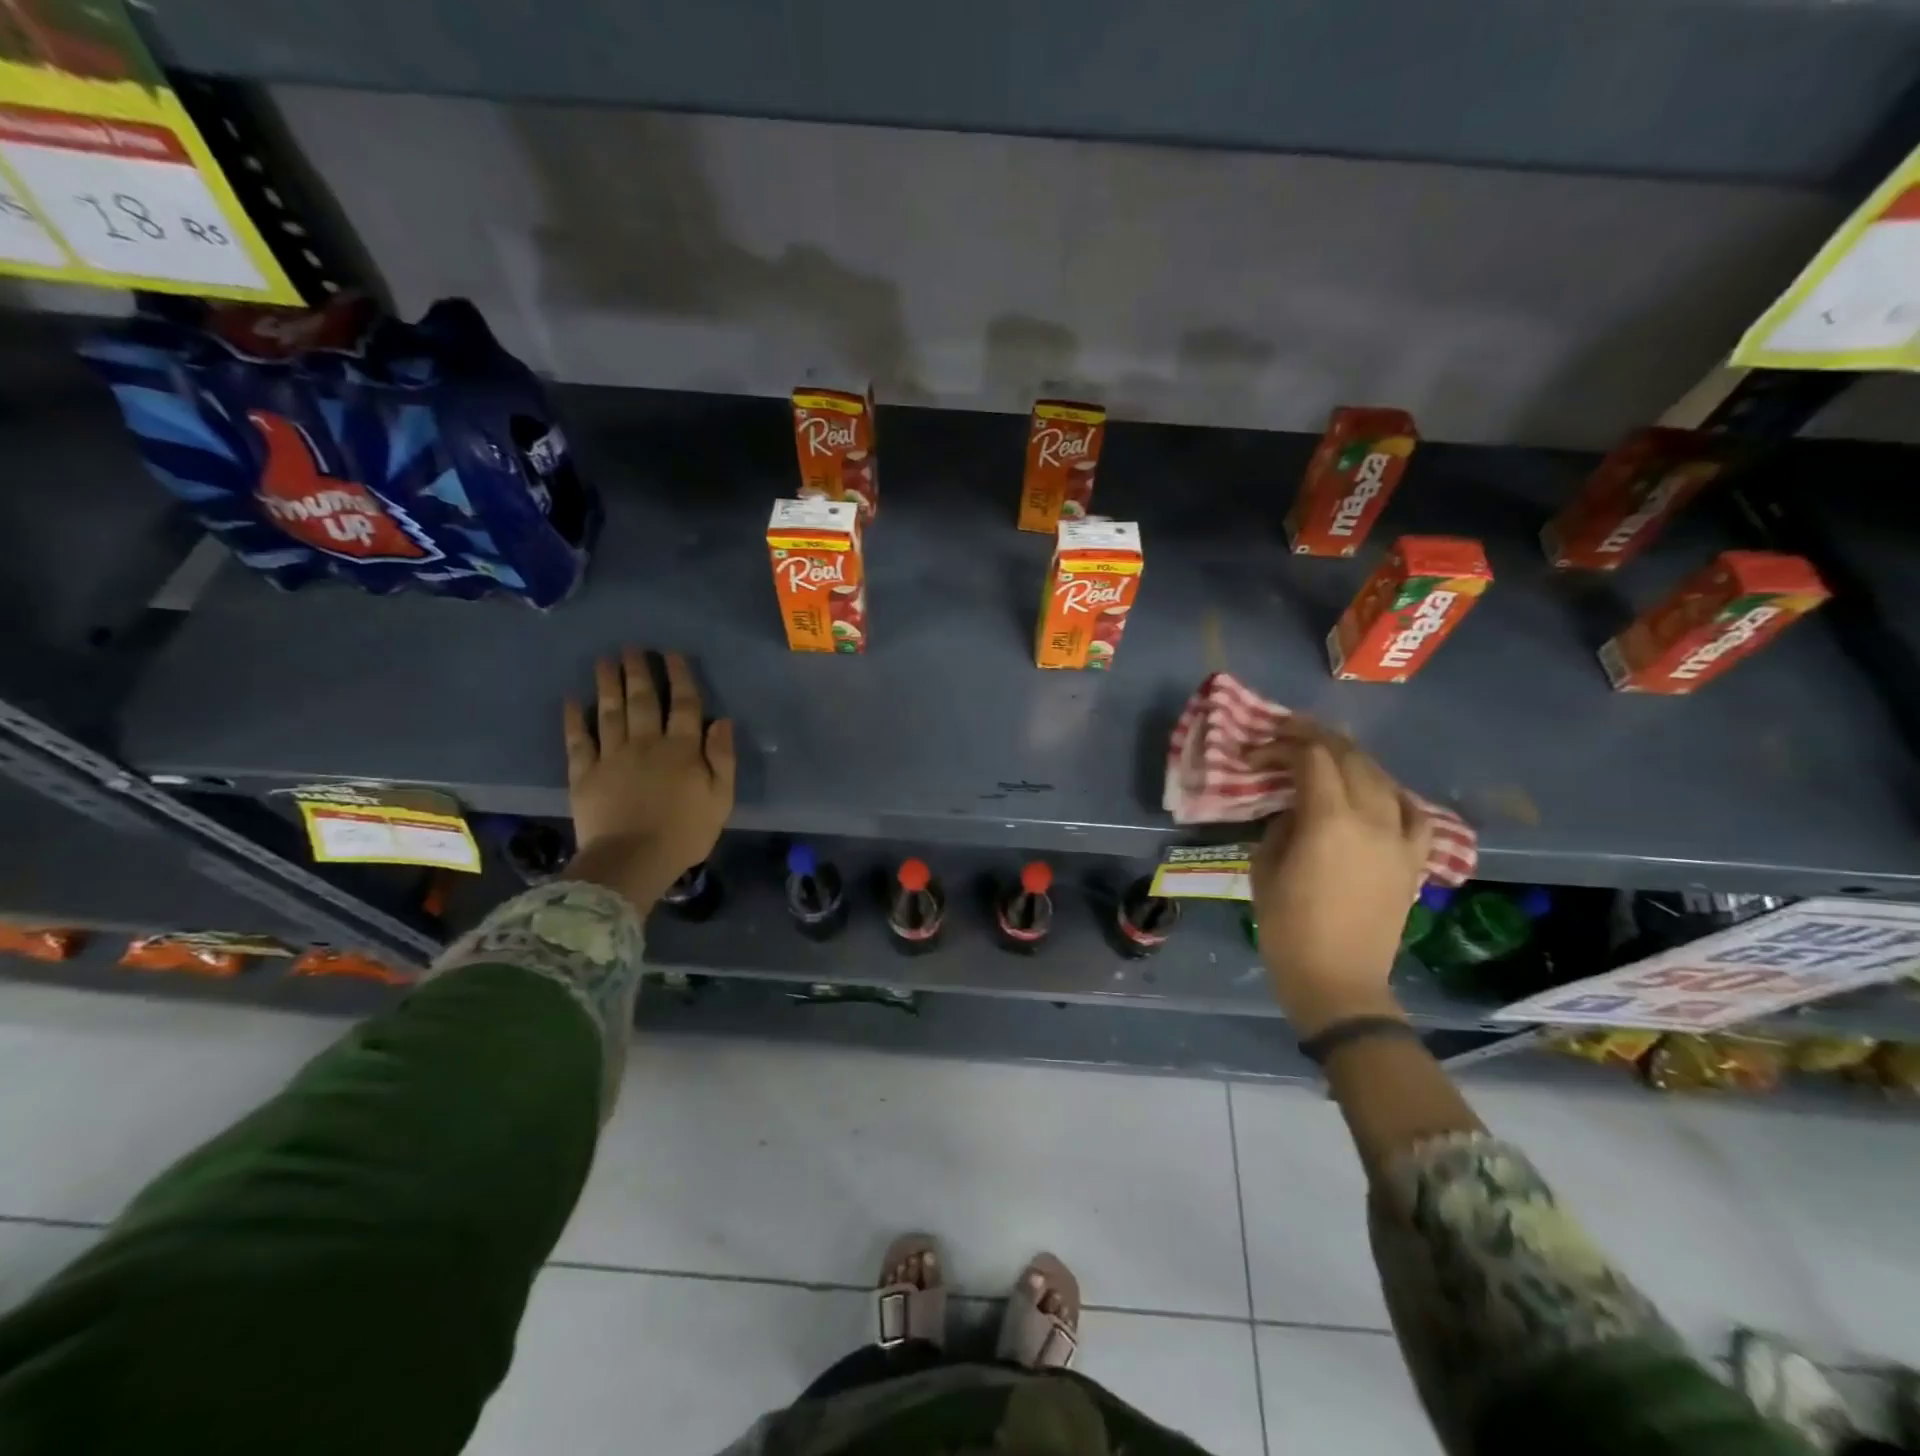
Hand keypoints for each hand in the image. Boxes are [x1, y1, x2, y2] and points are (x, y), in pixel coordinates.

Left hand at [560, 648, 735, 910]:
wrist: (632, 861)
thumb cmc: (685, 833)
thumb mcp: (721, 799)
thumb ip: (722, 758)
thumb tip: (722, 720)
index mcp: (681, 749)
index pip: (683, 704)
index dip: (679, 677)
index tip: (671, 655)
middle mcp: (646, 743)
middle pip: (643, 700)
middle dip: (638, 671)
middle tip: (631, 648)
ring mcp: (611, 756)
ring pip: (610, 712)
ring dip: (607, 684)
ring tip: (604, 661)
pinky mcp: (584, 774)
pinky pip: (578, 740)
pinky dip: (573, 719)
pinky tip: (571, 700)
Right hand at [1248, 720, 1432, 1035]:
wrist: (1338, 979)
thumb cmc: (1287, 927)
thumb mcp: (1264, 867)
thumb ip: (1280, 825)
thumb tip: (1294, 808)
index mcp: (1329, 820)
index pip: (1311, 758)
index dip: (1283, 745)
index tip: (1257, 752)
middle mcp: (1372, 818)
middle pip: (1350, 757)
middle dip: (1316, 738)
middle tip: (1287, 736)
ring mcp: (1400, 838)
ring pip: (1382, 777)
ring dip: (1351, 759)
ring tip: (1326, 758)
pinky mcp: (1413, 859)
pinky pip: (1412, 812)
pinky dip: (1392, 793)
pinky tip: (1377, 792)